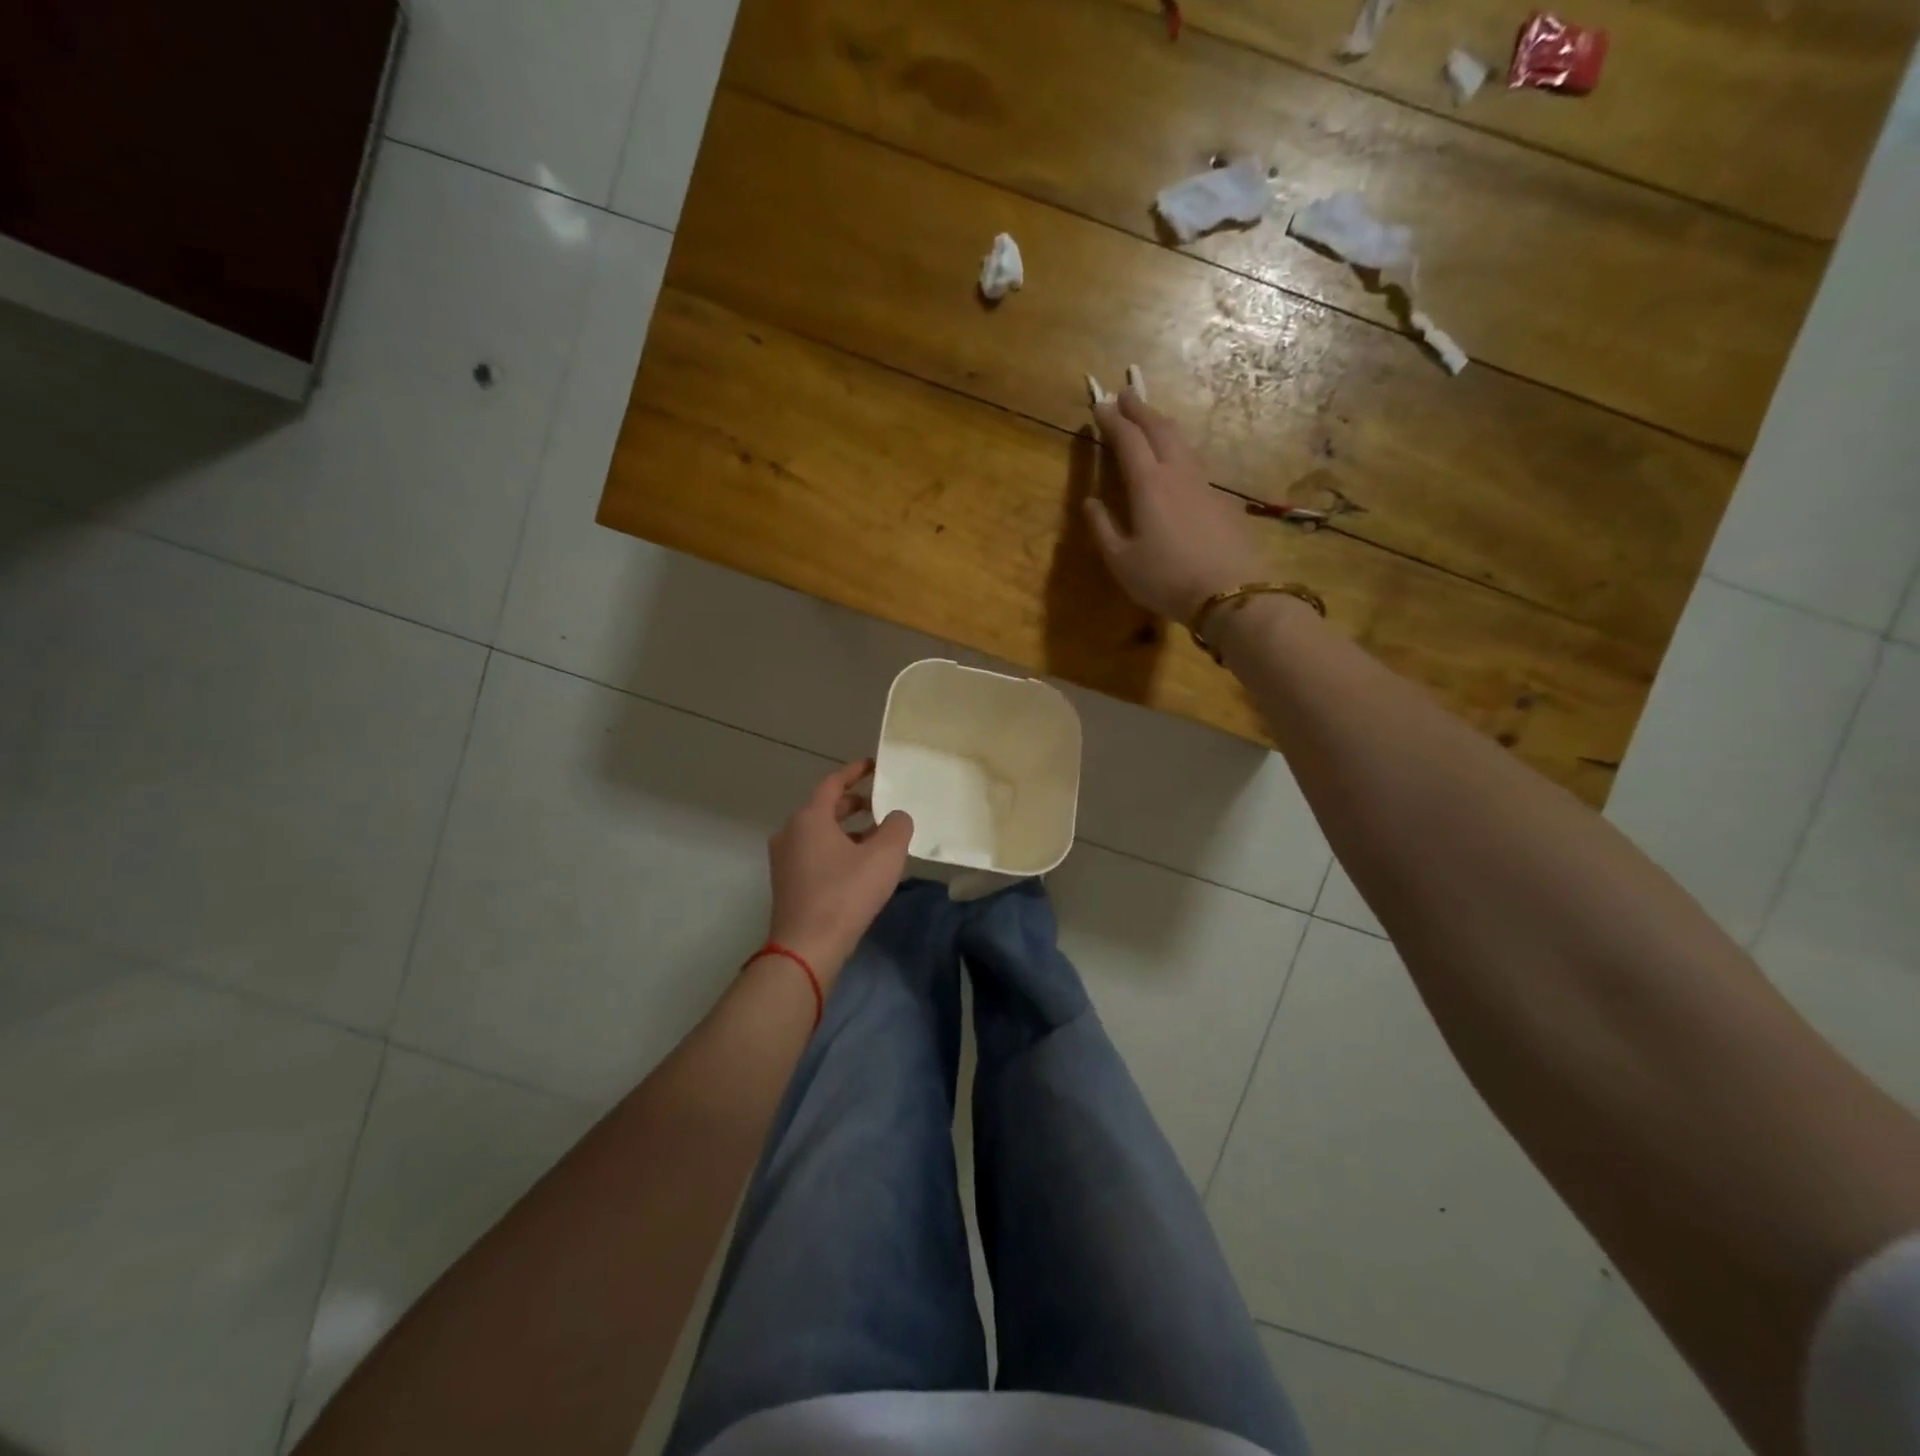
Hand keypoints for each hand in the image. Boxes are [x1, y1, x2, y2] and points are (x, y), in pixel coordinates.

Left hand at [766, 759, 912, 982]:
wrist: (807, 947)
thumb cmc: (845, 893)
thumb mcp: (885, 855)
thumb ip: (897, 827)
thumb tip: (896, 817)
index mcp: (809, 818)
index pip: (833, 783)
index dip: (855, 772)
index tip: (874, 766)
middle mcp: (790, 832)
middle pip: (824, 808)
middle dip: (853, 804)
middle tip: (879, 805)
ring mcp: (784, 860)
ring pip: (819, 833)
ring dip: (847, 831)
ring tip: (876, 839)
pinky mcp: (787, 884)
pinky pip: (814, 854)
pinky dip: (836, 850)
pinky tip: (859, 868)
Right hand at [1086, 390, 1266, 623]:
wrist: (1230, 592)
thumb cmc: (1166, 578)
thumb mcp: (1121, 561)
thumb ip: (1102, 528)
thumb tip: (1090, 502)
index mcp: (1148, 484)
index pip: (1127, 440)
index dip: (1112, 420)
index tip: (1099, 405)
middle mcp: (1177, 473)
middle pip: (1159, 429)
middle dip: (1140, 409)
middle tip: (1125, 395)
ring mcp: (1204, 484)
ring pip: (1182, 442)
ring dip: (1162, 425)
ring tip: (1150, 421)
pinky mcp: (1221, 499)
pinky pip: (1195, 462)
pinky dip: (1179, 450)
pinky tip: (1176, 462)